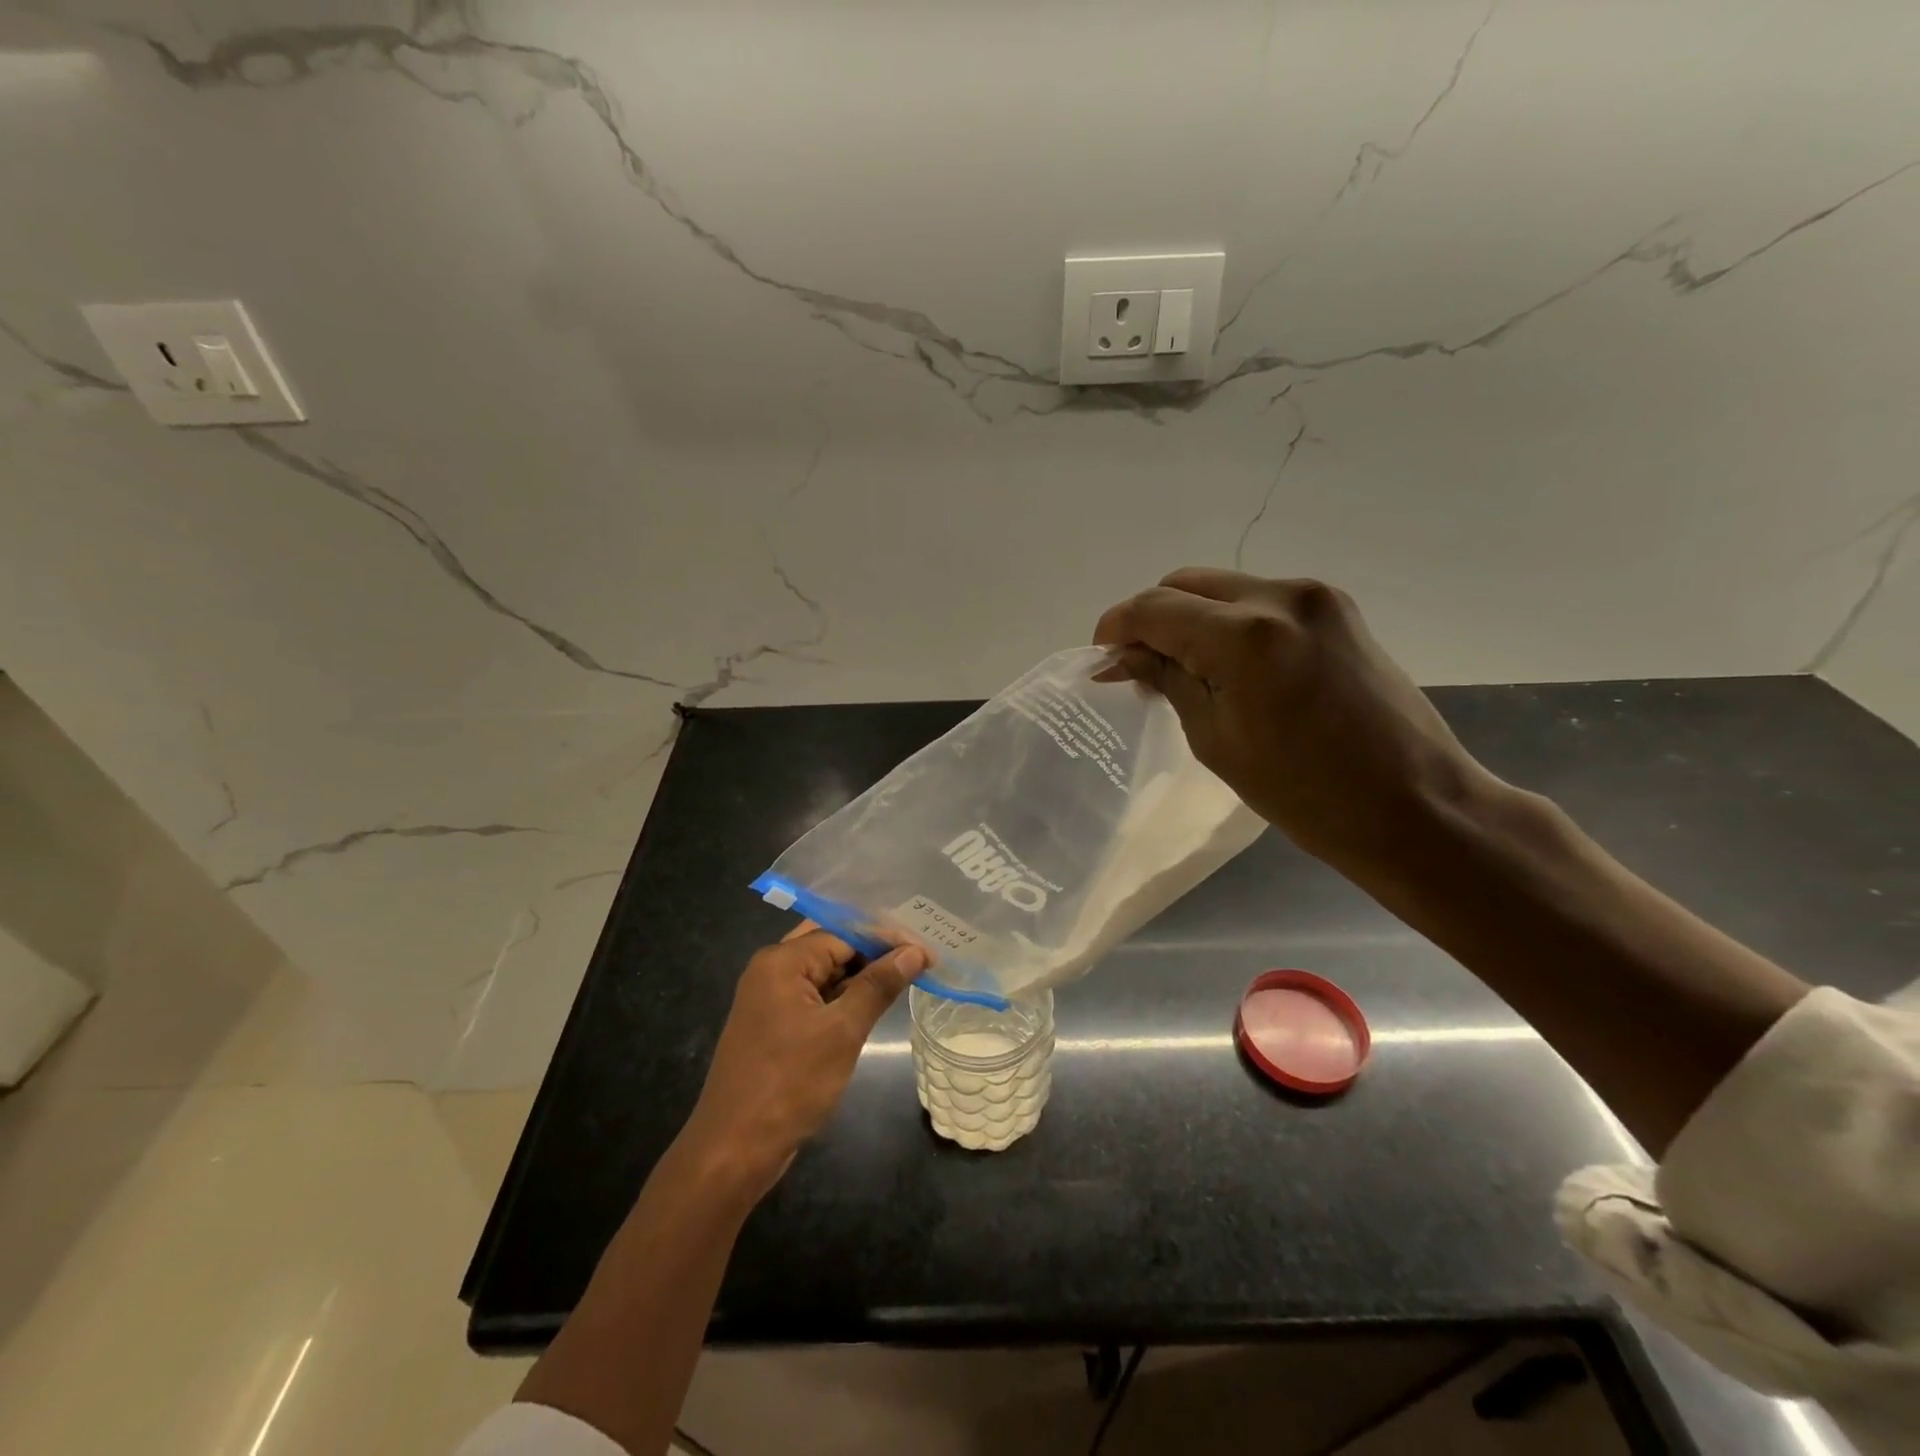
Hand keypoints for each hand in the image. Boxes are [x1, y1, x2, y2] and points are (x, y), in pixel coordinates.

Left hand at [683, 930, 926, 1197]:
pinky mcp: (774, 1024)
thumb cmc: (790, 1084)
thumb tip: (915, 952)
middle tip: (919, 956)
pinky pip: (815, 995)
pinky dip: (844, 996)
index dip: (887, 939)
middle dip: (874, 951)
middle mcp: (772, 969)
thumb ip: (878, 985)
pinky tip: (875, 1001)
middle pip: (832, 946)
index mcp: (782, 961)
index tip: (928, 951)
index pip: (844, 933)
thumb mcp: (842, 1032)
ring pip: (824, 971)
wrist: (733, 1151)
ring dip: (861, 974)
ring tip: (908, 974)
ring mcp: (770, 998)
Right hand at [1094, 567, 1492, 869]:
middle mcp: (1280, 596)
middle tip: (1137, 667)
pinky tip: (1224, 663)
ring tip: (1179, 669)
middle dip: (1151, 618)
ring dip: (1189, 619)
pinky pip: (1259, 601)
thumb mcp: (1215, 739)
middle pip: (1186, 584)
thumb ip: (1166, 681)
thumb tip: (1122, 659)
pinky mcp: (1337, 609)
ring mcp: (1315, 597)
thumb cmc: (1303, 792)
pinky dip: (1227, 623)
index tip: (1100, 659)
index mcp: (1244, 636)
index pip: (1155, 608)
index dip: (1116, 627)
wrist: (1413, 805)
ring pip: (1223, 588)